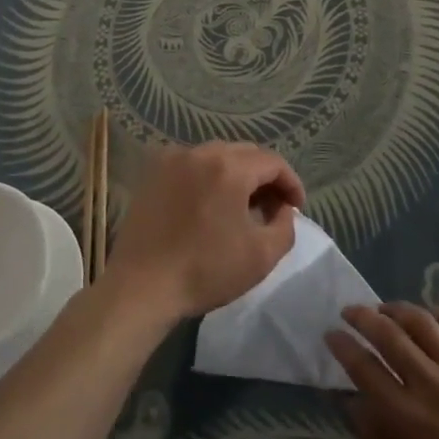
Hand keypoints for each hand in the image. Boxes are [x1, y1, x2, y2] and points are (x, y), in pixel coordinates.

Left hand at [103, 142, 306, 323]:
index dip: (290, 183)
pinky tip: (209, 205)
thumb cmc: (205, 271)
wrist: (141, 286)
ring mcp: (173, 159)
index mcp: (229, 167)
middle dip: (265, 177)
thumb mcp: (262, 256)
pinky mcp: (153, 173)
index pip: (272, 162)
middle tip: (273, 208)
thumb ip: (285, 225)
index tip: (296, 208)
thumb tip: (282, 208)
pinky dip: (208, 177)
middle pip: (245, 153)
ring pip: (217, 156)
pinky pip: (192, 164)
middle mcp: (200, 152)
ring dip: (237, 175)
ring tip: (242, 206)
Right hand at [327, 303, 438, 438]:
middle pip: (386, 333)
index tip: (330, 334)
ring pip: (422, 321)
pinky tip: (431, 317)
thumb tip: (351, 405)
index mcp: (403, 415)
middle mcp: (428, 382)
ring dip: (397, 310)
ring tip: (386, 309)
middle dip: (361, 317)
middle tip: (350, 312)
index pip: (361, 365)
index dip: (341, 345)